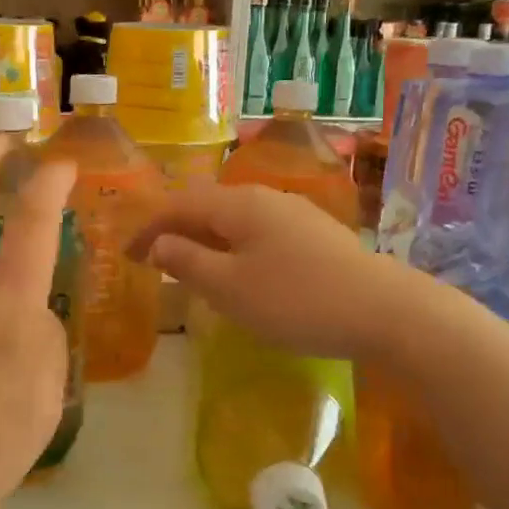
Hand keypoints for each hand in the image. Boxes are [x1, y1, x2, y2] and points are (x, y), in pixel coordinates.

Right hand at [129, 183, 413, 359]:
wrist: (382, 310)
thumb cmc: (295, 300)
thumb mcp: (229, 287)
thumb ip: (188, 261)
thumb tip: (160, 243)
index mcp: (238, 204)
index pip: (177, 206)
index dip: (147, 229)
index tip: (125, 255)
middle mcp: (264, 197)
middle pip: (206, 206)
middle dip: (175, 230)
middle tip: (153, 260)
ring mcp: (294, 213)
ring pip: (234, 220)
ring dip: (205, 240)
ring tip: (191, 267)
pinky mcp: (315, 234)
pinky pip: (258, 232)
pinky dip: (233, 247)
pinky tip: (240, 272)